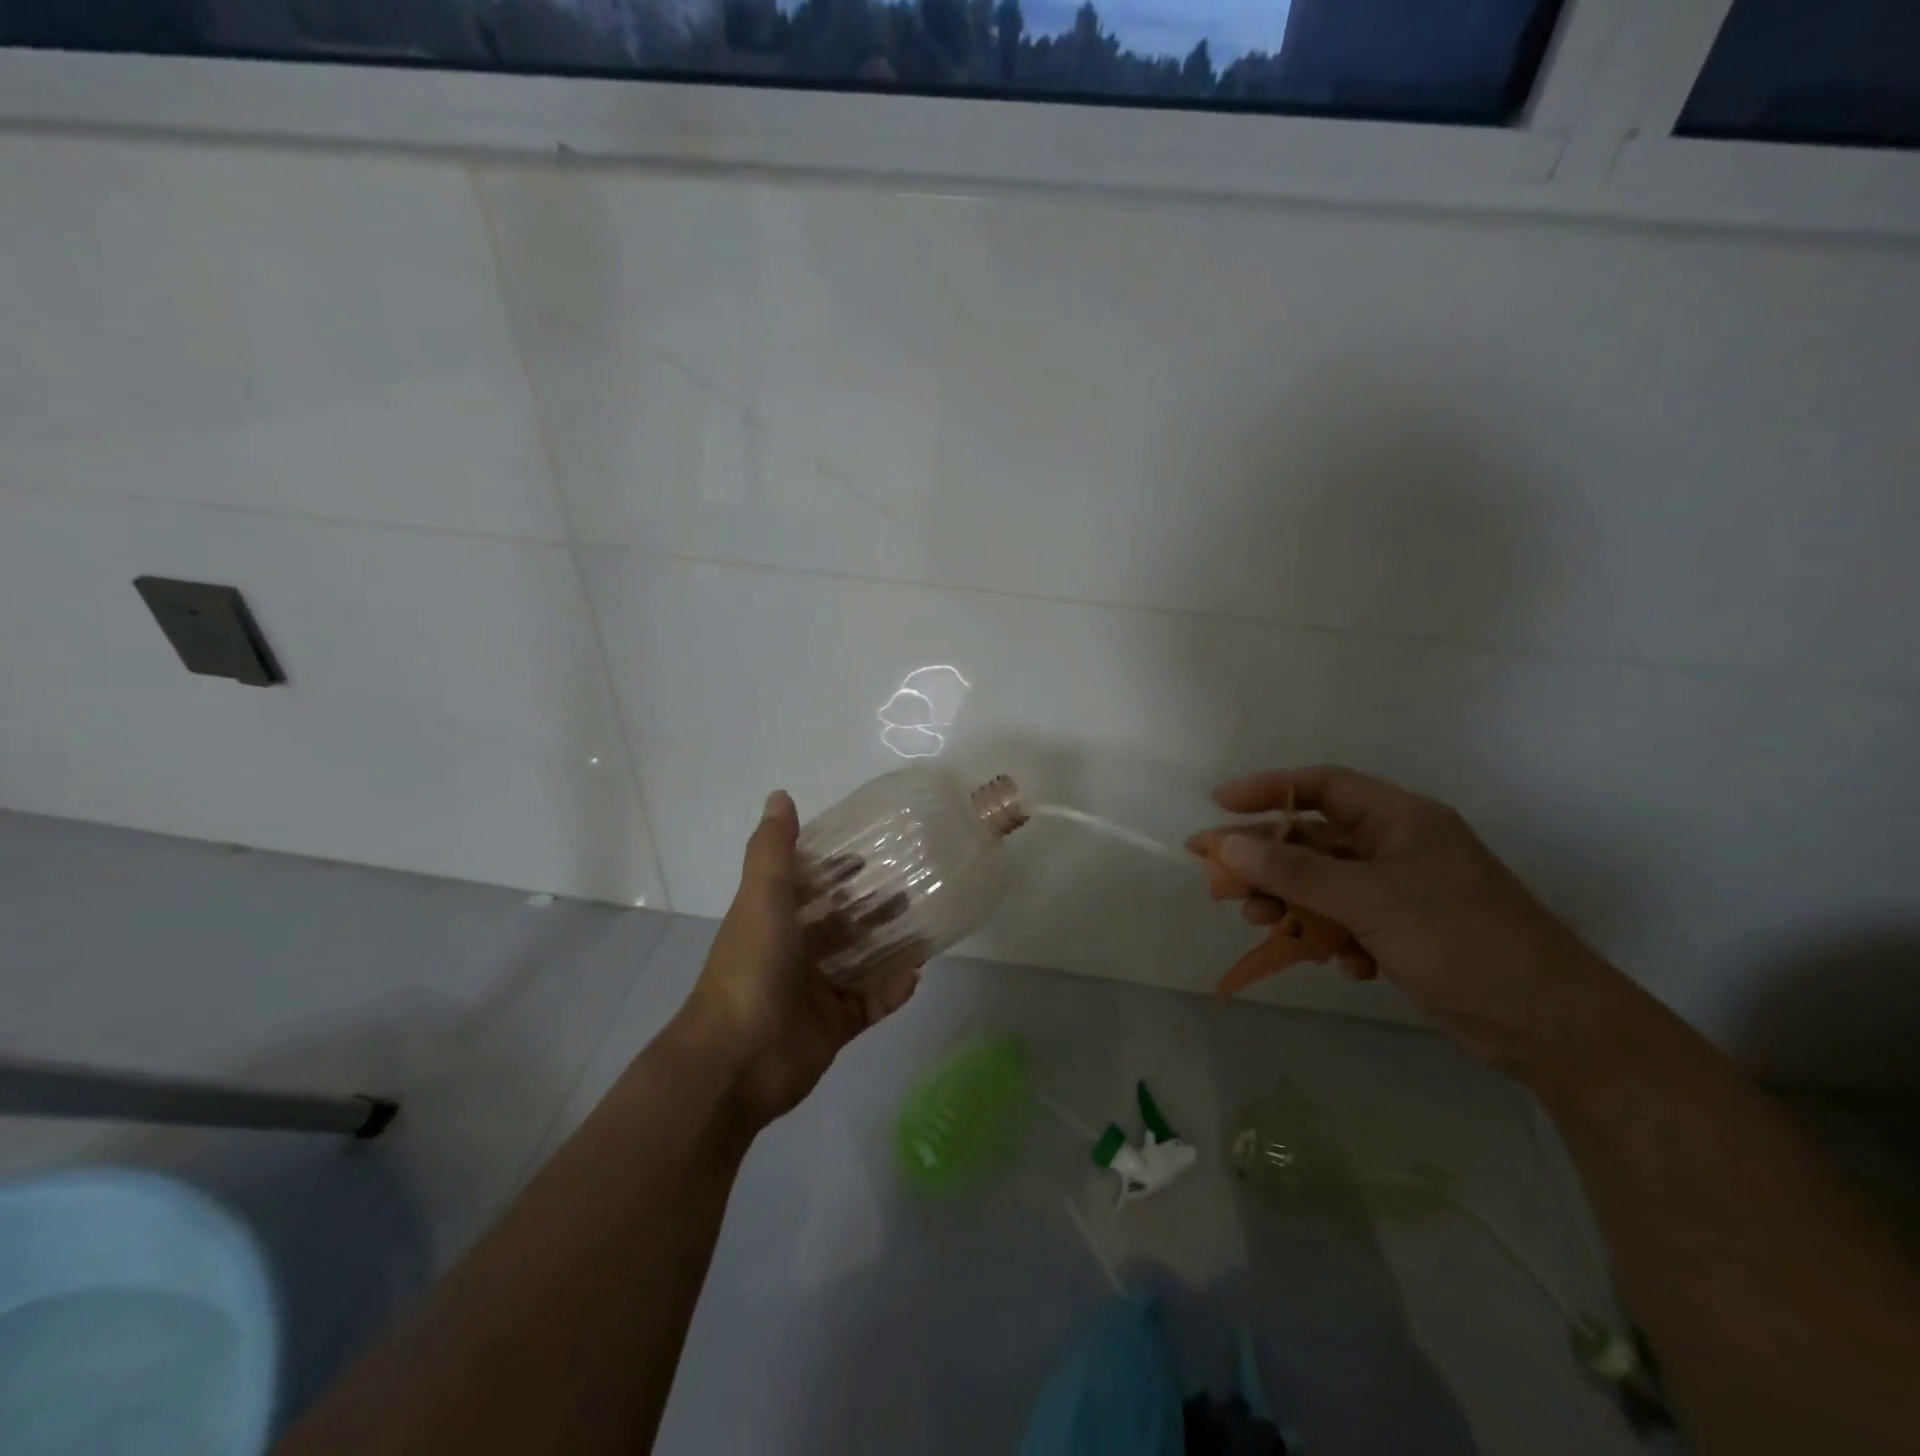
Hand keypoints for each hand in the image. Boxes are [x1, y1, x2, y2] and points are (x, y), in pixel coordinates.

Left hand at [680, 791, 919, 1129]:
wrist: (737, 1059)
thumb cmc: (751, 966)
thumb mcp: (761, 897)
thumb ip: (773, 849)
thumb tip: (780, 795)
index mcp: (774, 921)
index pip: (810, 887)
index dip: (838, 869)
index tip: (872, 852)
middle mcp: (794, 953)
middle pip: (841, 924)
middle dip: (873, 907)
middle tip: (913, 887)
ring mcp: (815, 992)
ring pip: (861, 962)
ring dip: (890, 945)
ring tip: (926, 925)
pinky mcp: (835, 1027)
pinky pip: (871, 1004)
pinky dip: (892, 990)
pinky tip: (916, 975)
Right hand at [1193, 766, 1629, 1076]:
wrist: (1552, 1026)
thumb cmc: (1461, 940)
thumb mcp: (1370, 900)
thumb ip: (1295, 871)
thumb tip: (1226, 845)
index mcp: (1401, 819)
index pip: (1323, 786)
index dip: (1268, 790)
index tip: (1219, 805)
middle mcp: (1398, 848)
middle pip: (1314, 840)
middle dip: (1268, 861)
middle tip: (1222, 884)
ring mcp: (1402, 893)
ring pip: (1324, 885)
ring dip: (1292, 903)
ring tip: (1264, 924)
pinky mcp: (1405, 934)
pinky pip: (1347, 922)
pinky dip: (1332, 938)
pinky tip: (1340, 964)